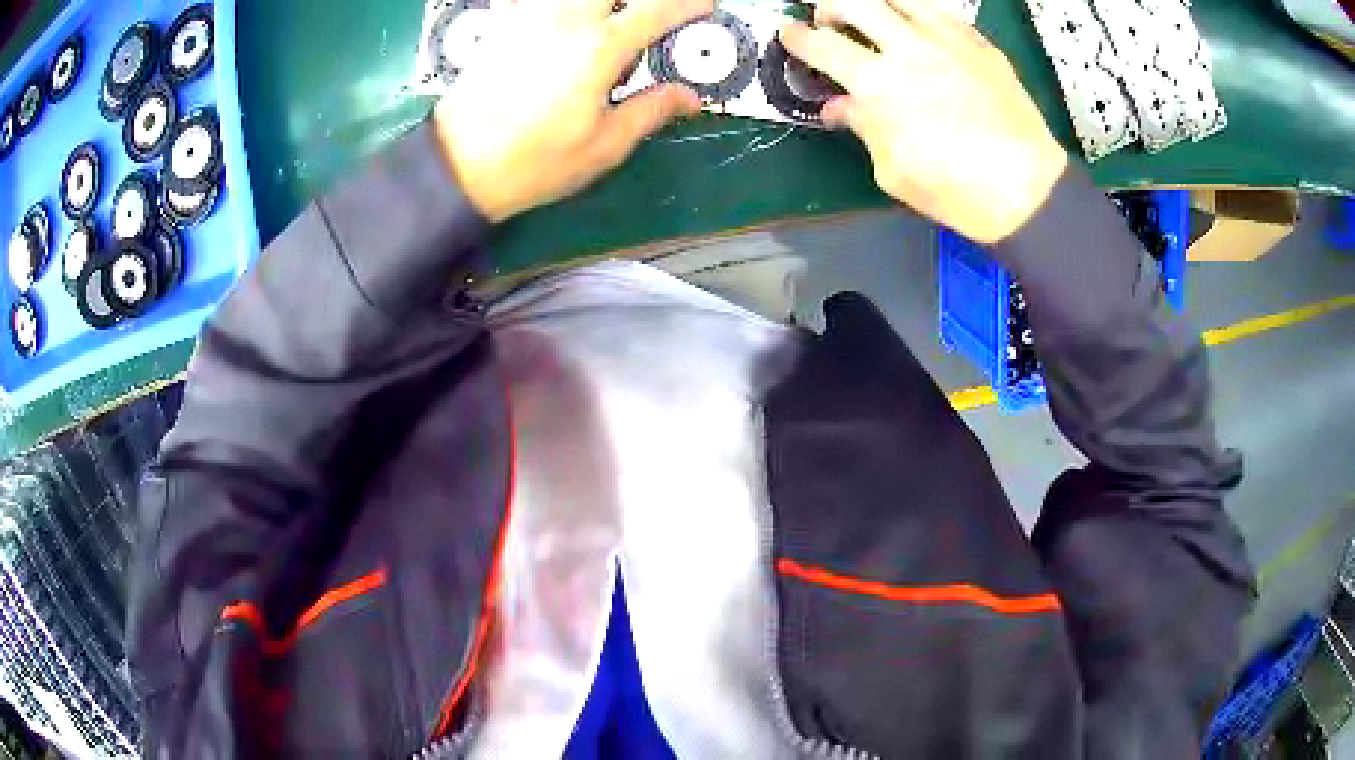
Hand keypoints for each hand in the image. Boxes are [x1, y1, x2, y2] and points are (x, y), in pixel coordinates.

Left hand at [434, 0, 712, 221]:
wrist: (458, 166)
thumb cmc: (535, 162)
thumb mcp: (604, 146)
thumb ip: (651, 111)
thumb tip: (689, 97)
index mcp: (600, 47)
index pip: (657, 9)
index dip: (688, 4)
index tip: (705, 6)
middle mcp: (567, 18)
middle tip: (649, 14)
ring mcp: (529, 16)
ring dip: (599, 3)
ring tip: (607, 19)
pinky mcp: (501, 24)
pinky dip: (546, 5)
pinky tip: (555, 18)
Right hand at [781, 0, 1067, 244]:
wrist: (1026, 190)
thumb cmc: (955, 191)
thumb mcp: (893, 170)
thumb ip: (863, 128)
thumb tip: (840, 107)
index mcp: (877, 85)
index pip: (820, 44)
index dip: (796, 37)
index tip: (790, 35)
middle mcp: (908, 49)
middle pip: (852, 2)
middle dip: (828, 6)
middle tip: (828, 21)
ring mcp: (948, 40)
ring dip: (874, 2)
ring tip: (874, 16)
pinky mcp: (979, 43)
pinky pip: (940, 10)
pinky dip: (918, 12)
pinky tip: (919, 29)